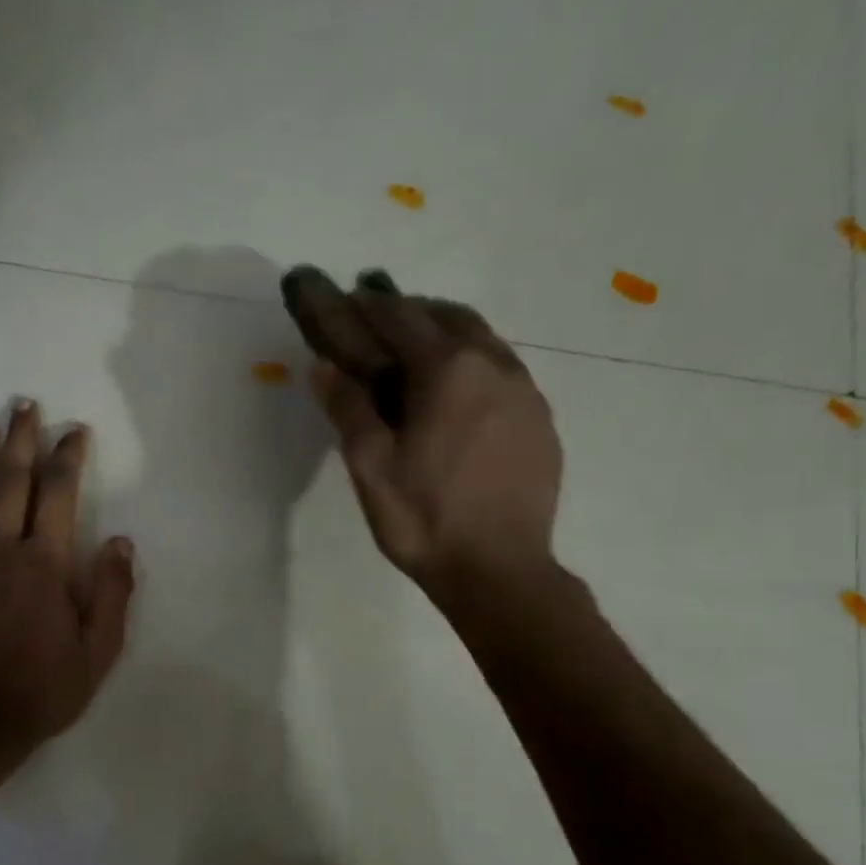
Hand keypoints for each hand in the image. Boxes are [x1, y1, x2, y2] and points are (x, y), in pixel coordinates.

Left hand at [0, 401, 134, 757]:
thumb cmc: (45, 688)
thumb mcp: (100, 649)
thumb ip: (114, 591)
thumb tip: (122, 542)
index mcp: (45, 561)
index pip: (59, 492)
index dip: (68, 455)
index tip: (74, 431)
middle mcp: (0, 548)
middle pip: (10, 480)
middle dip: (21, 438)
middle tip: (25, 405)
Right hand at [286, 268, 562, 603]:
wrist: (499, 571)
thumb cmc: (424, 519)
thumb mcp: (370, 467)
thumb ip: (348, 408)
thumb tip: (324, 365)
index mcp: (448, 370)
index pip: (402, 318)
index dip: (370, 304)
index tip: (349, 293)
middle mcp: (495, 366)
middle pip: (450, 317)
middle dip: (412, 310)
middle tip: (381, 318)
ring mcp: (526, 393)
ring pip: (484, 342)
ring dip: (447, 334)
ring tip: (418, 350)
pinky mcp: (541, 422)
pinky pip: (504, 372)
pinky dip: (474, 365)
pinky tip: (458, 396)